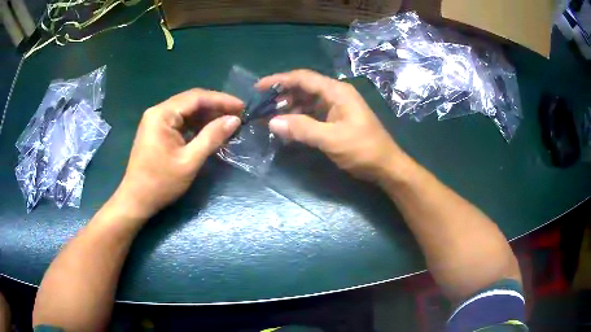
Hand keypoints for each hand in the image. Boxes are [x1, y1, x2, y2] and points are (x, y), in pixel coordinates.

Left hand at [112, 89, 242, 219]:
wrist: (136, 200)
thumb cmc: (161, 183)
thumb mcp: (189, 161)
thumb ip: (212, 137)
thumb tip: (234, 120)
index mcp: (162, 114)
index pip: (196, 98)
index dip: (221, 100)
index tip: (242, 107)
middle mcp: (158, 112)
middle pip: (191, 101)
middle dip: (215, 107)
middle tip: (238, 115)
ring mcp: (156, 121)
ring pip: (186, 111)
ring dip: (207, 116)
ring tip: (228, 122)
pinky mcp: (157, 131)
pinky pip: (180, 122)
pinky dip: (196, 125)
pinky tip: (210, 131)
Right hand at [257, 69, 405, 181]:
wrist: (386, 166)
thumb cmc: (363, 150)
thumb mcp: (331, 139)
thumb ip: (302, 129)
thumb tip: (271, 121)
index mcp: (337, 91)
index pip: (303, 78)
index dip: (279, 80)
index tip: (258, 87)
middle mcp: (336, 94)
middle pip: (303, 88)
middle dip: (281, 95)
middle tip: (261, 106)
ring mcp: (336, 107)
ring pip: (307, 101)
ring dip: (288, 107)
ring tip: (268, 117)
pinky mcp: (336, 119)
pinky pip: (312, 113)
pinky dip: (298, 118)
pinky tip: (286, 125)